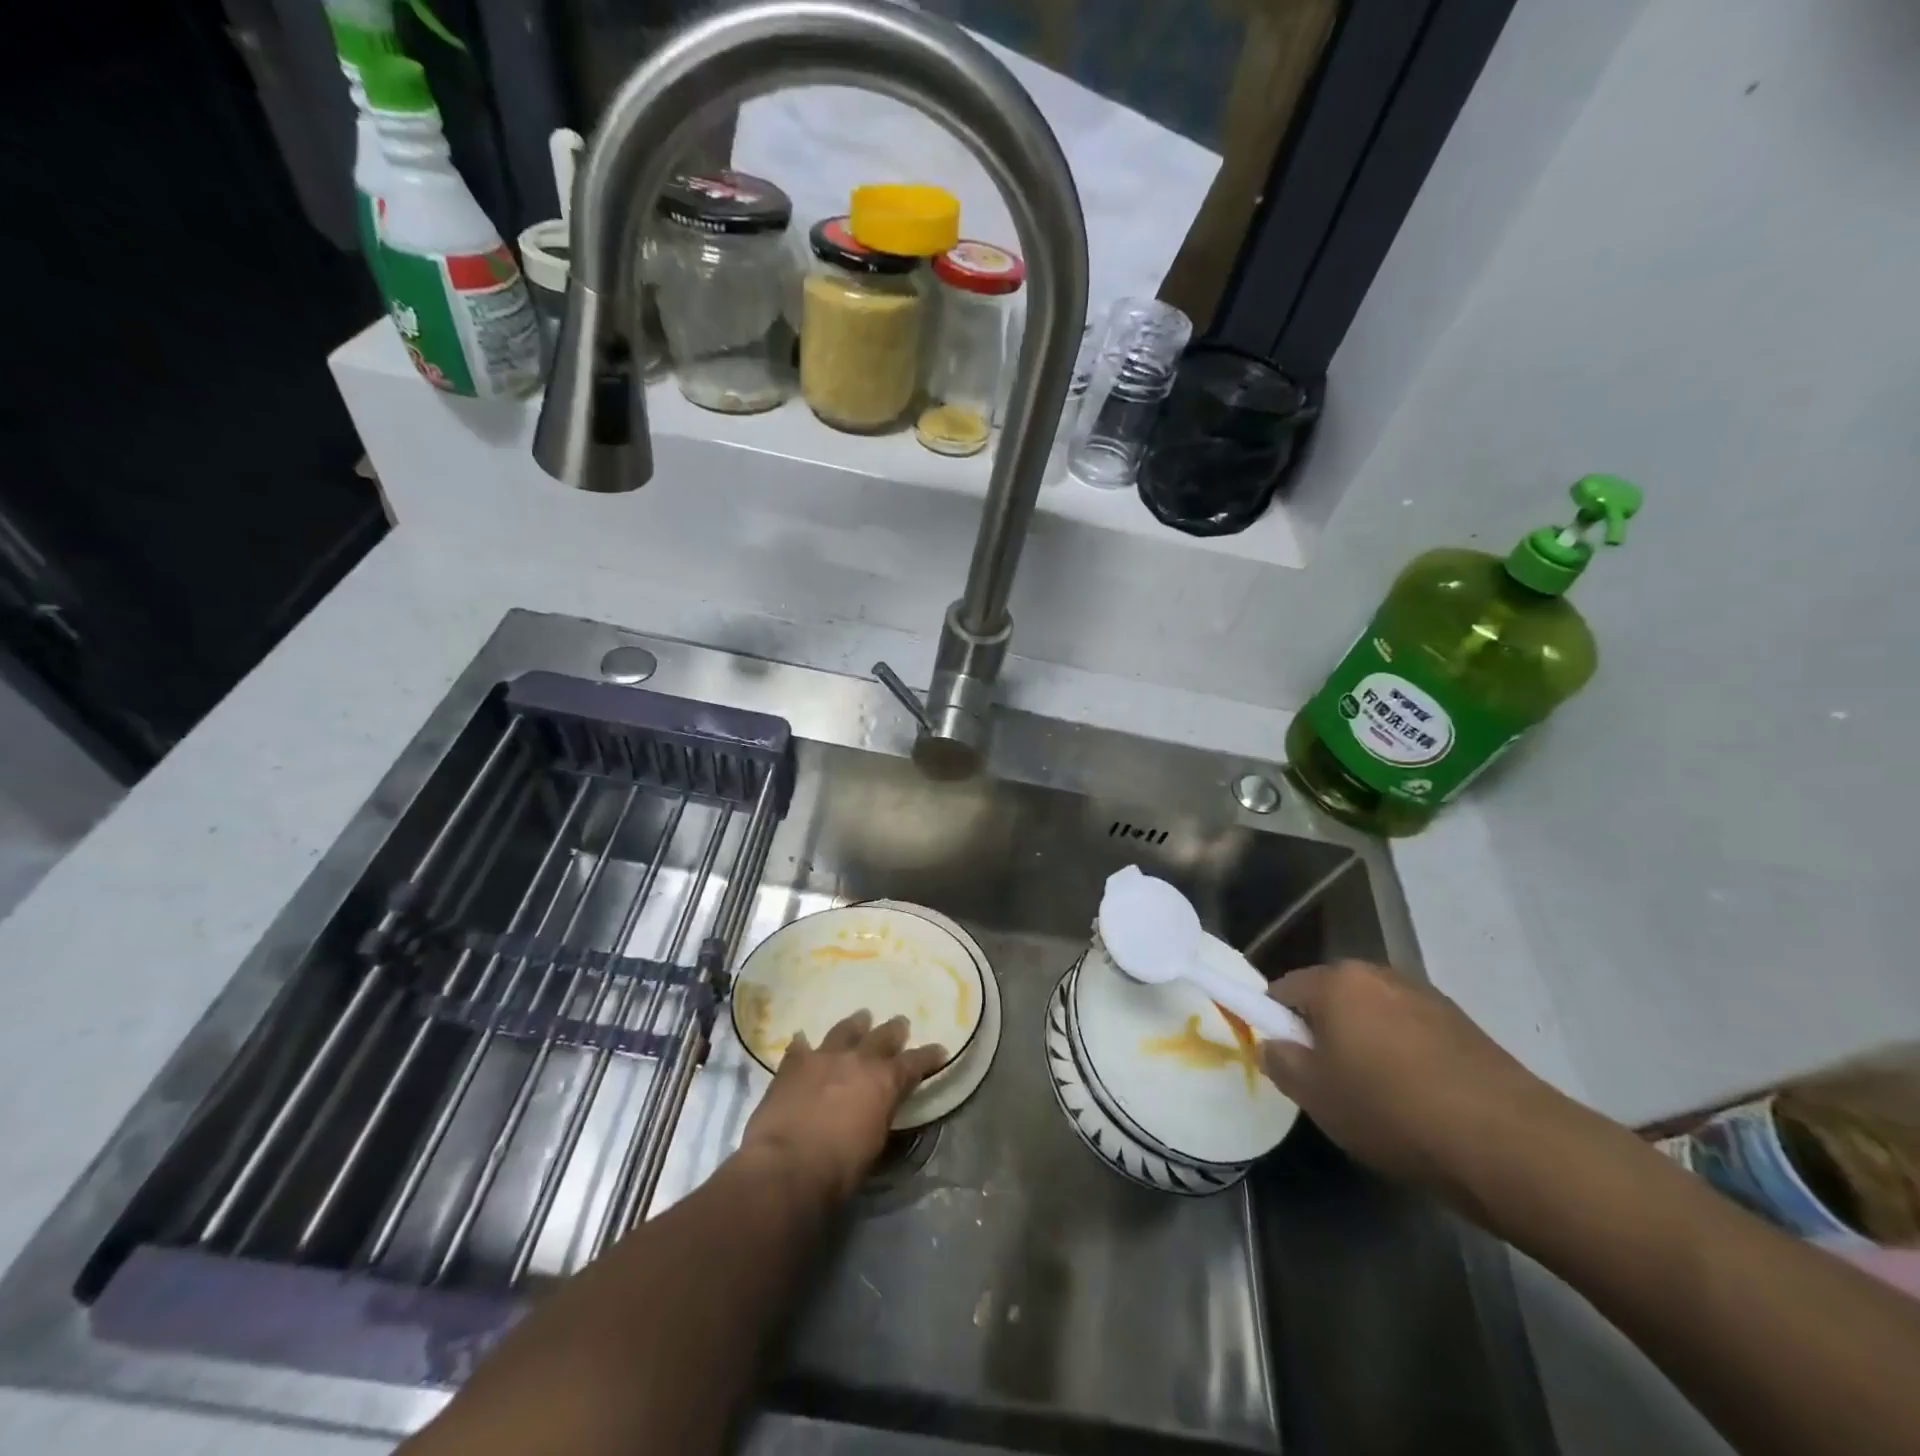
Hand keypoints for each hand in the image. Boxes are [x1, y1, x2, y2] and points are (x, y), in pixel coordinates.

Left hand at [738, 1010, 947, 1204]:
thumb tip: (881, 1108)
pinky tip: (802, 1041)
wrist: (786, 1166)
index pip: (914, 1063)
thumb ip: (881, 1115)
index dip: (929, 1056)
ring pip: (844, 1030)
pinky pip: (800, 1047)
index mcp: (884, 1081)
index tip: (939, 1050)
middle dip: (894, 1030)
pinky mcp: (792, 1065)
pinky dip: (804, 1046)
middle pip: (882, 1036)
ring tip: (861, 1018)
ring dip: (855, 1025)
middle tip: (901, 1024)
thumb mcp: (875, 1145)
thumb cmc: (839, 1168)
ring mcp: (823, 1057)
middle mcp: (858, 1060)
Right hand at [1258, 961, 1571, 1198]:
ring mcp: (1426, 997)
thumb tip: (1273, 1045)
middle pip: (1331, 998)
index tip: (1288, 1064)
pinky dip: (1404, 1057)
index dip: (1276, 1025)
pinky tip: (1419, 1101)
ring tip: (1378, 1098)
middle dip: (1323, 1033)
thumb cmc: (1392, 1111)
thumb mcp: (1316, 1096)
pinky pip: (1412, 1033)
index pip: (1283, 989)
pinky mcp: (1464, 1025)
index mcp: (1336, 981)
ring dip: (1365, 1044)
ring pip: (1373, 1016)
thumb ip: (1280, 1062)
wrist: (1510, 1145)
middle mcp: (1379, 974)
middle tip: (1329, 1084)